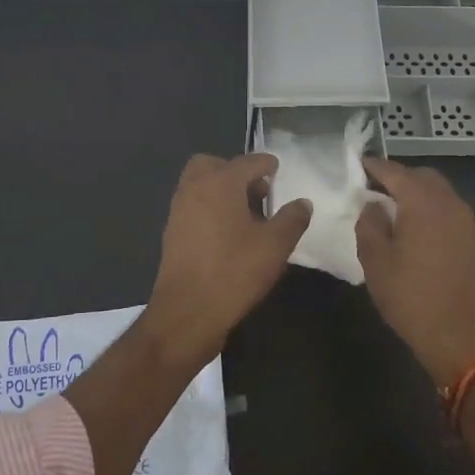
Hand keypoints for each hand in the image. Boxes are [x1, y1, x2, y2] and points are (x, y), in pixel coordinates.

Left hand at [142, 153, 312, 368]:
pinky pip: (193, 207)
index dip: (266, 164)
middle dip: (235, 172)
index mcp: (220, 182)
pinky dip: (209, 209)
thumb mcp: (275, 246)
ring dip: (221, 190)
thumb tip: (302, 203)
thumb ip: (292, 219)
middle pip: (213, 165)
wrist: (187, 312)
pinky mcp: (172, 233)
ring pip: (200, 185)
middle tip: (256, 192)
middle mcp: (194, 188)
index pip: (248, 162)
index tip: (277, 170)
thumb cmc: (234, 271)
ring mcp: (179, 210)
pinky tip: (228, 235)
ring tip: (246, 216)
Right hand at [355, 157, 474, 386]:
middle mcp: (449, 202)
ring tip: (395, 209)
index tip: (358, 165)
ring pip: (439, 192)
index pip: (395, 171)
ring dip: (418, 193)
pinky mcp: (474, 239)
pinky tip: (418, 229)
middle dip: (398, 177)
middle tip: (375, 190)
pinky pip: (450, 210)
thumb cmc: (409, 296)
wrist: (456, 335)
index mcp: (422, 202)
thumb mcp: (375, 259)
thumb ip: (369, 222)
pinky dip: (432, 209)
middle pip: (422, 176)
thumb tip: (373, 204)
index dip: (374, 166)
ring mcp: (466, 220)